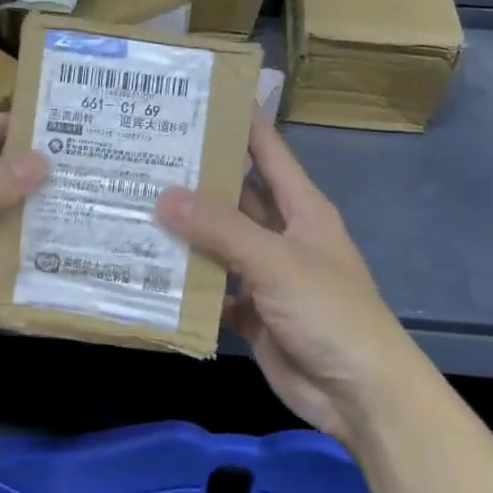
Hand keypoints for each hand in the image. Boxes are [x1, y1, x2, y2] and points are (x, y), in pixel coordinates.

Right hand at [155, 111, 415, 445]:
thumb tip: (164, 195)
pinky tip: (148, 270)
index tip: (199, 97)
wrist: (359, 395)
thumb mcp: (276, 262)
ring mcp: (266, 275)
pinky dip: (187, 283)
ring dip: (184, 232)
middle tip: (143, 155)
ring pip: (218, 243)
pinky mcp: (251, 312)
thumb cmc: (330, 313)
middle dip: (197, 178)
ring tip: (132, 206)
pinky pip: (213, 288)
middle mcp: (282, 235)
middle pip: (235, 197)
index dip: (241, 122)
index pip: (268, 152)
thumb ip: (221, 229)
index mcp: (301, 209)